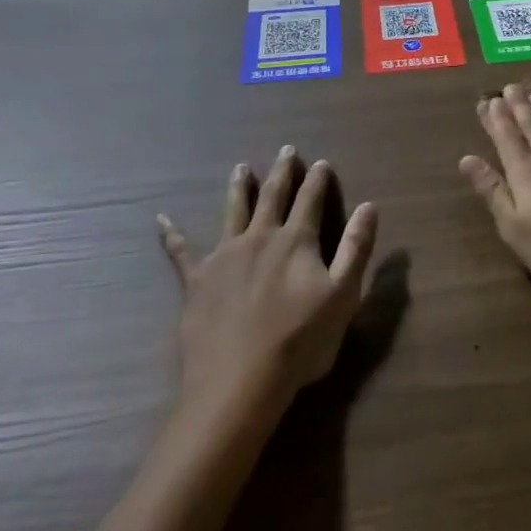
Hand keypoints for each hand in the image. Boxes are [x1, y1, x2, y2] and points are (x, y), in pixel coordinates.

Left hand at [157, 147, 378, 417]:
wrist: (240, 381)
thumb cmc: (300, 341)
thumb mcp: (343, 296)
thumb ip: (356, 248)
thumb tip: (370, 206)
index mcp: (296, 241)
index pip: (310, 200)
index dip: (317, 180)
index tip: (321, 162)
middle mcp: (259, 238)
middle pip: (272, 196)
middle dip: (282, 172)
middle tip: (286, 149)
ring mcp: (224, 256)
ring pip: (233, 211)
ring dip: (239, 187)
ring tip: (241, 167)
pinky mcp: (196, 280)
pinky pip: (181, 251)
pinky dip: (172, 234)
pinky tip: (161, 219)